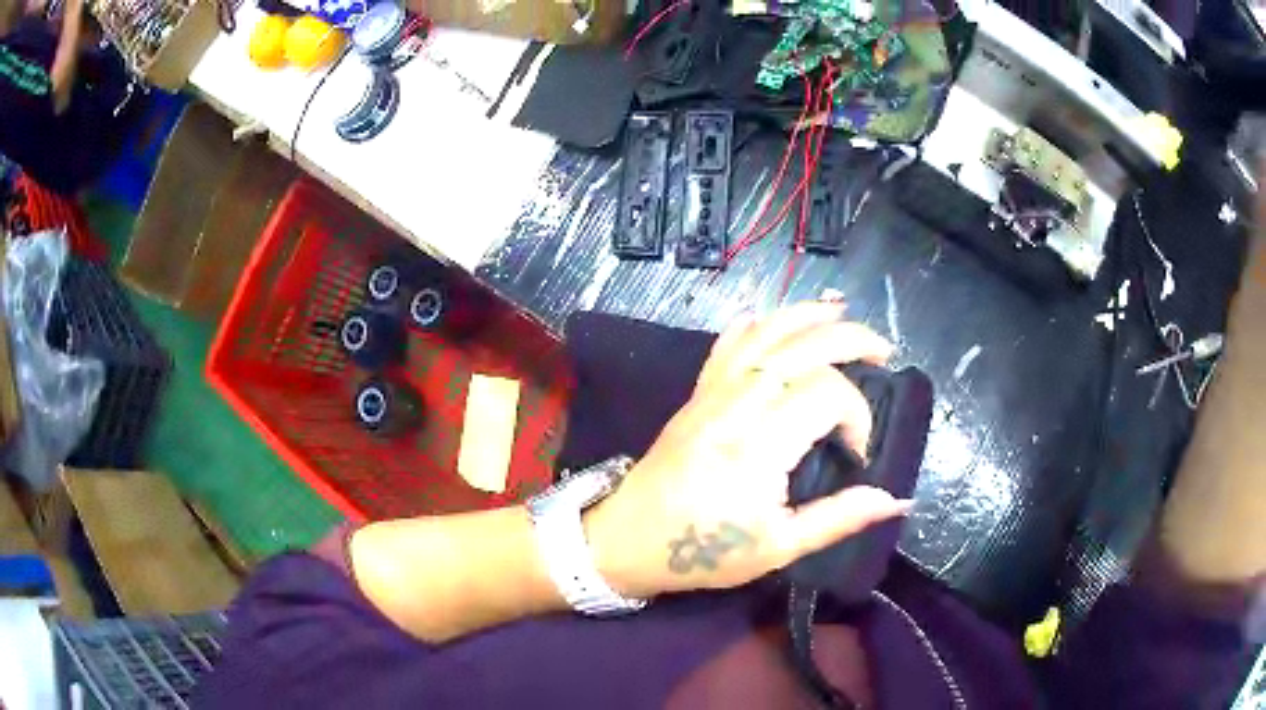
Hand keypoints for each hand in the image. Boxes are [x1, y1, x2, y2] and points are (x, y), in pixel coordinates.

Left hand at [585, 301, 912, 598]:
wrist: (628, 540)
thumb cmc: (704, 552)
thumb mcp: (778, 548)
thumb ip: (839, 519)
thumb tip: (896, 500)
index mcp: (758, 446)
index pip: (826, 395)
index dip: (858, 415)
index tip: (858, 452)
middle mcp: (735, 405)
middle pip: (801, 347)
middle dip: (850, 339)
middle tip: (884, 352)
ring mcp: (712, 393)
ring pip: (764, 333)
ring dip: (808, 316)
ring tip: (843, 313)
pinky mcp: (697, 392)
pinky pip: (728, 342)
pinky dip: (760, 323)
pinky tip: (781, 321)